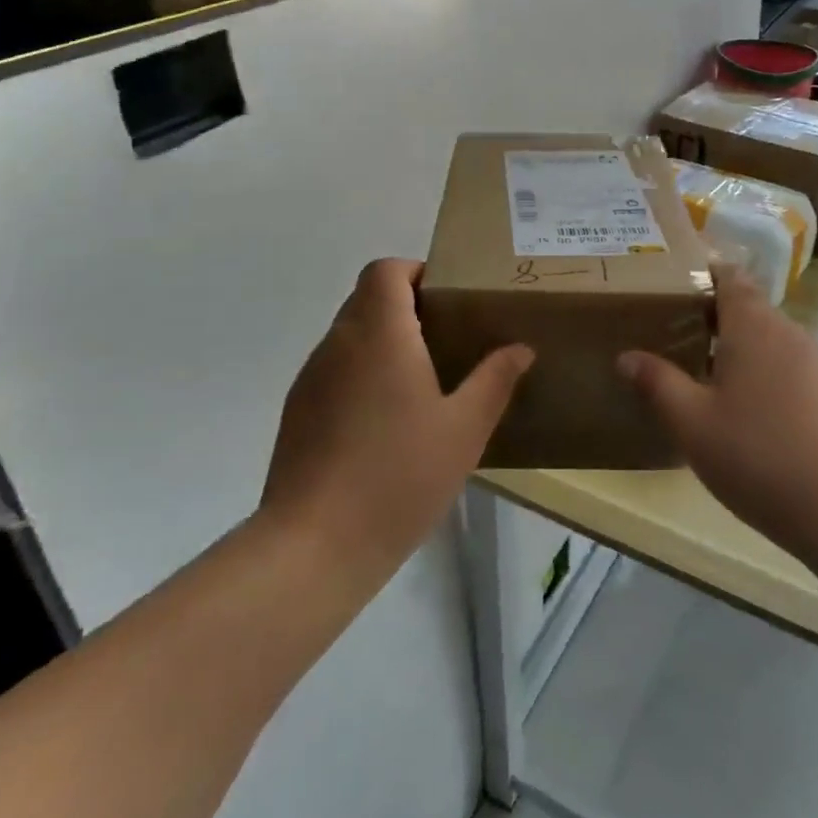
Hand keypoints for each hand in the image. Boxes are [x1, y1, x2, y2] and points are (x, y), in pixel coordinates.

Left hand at [262, 259, 531, 583]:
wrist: (314, 546)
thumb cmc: (399, 475)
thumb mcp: (465, 429)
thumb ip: (495, 380)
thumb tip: (520, 347)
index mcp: (380, 334)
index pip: (385, 270)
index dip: (415, 271)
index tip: (447, 299)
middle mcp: (339, 343)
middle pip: (367, 298)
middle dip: (405, 306)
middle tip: (447, 339)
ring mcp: (311, 378)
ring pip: (349, 335)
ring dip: (383, 341)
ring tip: (421, 382)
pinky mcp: (297, 412)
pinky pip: (334, 370)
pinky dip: (361, 373)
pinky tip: (385, 422)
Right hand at [618, 266, 817, 563]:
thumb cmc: (758, 455)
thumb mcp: (692, 423)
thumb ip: (657, 383)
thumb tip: (626, 356)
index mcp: (753, 325)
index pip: (729, 276)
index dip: (701, 274)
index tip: (669, 286)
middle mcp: (788, 332)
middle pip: (747, 306)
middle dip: (710, 315)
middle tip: (670, 335)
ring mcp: (815, 362)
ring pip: (766, 338)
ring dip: (735, 347)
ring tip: (699, 373)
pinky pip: (785, 365)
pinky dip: (759, 371)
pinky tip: (742, 410)